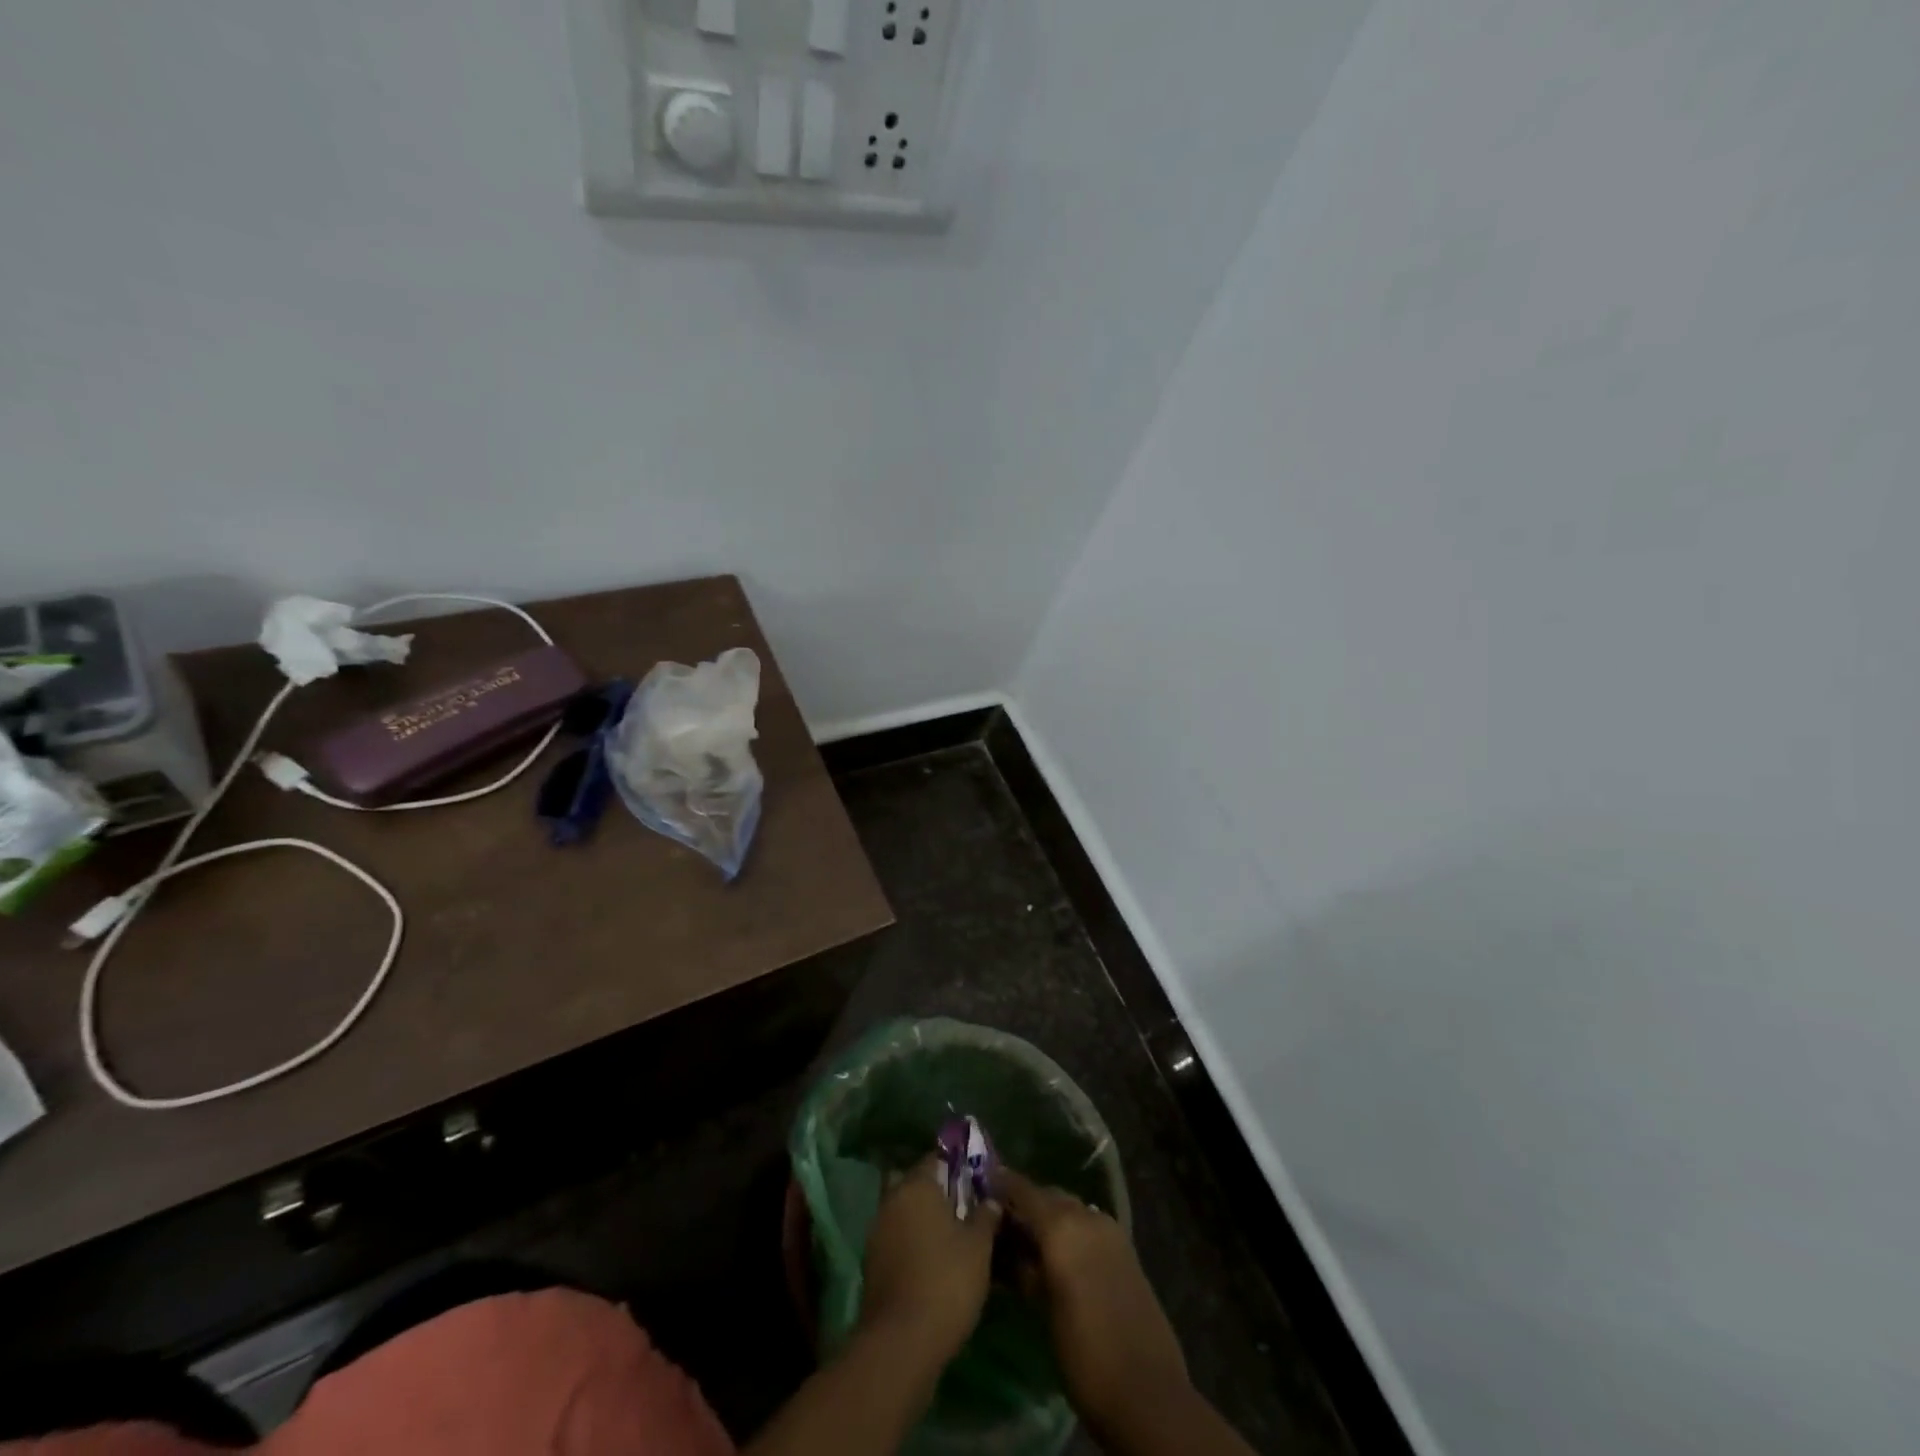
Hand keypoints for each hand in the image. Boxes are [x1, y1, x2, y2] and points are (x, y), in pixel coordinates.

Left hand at [860, 1157, 1003, 1368]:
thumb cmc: (946, 1280)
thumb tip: (991, 1199)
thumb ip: (986, 1215)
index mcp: (917, 1185)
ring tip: (951, 1240)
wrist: (901, 1342)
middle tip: (963, 1210)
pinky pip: (896, 1239)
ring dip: (923, 1220)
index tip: (976, 1181)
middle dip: (936, 1193)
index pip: (937, 1158)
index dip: (957, 1166)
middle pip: (916, 1184)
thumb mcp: (979, 1246)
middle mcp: (892, 1199)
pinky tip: (933, 1264)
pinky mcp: (872, 1263)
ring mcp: (877, 1232)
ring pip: (904, 1213)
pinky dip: (912, 1244)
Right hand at [998, 1168, 1189, 1432]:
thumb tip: (1007, 1244)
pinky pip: (1088, 1224)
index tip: (980, 1186)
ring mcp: (1110, 1230)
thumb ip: (1024, 1267)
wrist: (1147, 1392)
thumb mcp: (1043, 1309)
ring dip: (1048, 1216)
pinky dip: (1070, 1230)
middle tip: (1001, 1223)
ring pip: (1069, 1208)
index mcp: (1062, 1225)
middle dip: (1025, 1203)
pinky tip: (1057, 1255)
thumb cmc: (1084, 1354)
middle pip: (1048, 1195)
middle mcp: (1087, 1216)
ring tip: (1026, 1242)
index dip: (1000, 1185)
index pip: (1023, 1190)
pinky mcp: (1125, 1248)